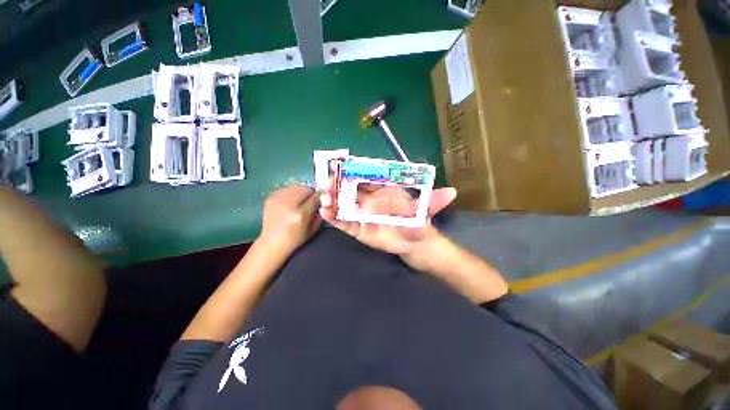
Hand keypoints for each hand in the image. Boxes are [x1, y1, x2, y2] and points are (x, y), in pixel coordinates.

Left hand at [258, 185, 321, 256]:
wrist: (271, 243)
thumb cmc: (295, 239)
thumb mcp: (313, 229)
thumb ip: (320, 213)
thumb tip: (323, 200)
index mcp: (300, 215)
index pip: (315, 197)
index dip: (321, 196)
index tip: (323, 199)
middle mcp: (287, 205)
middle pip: (305, 188)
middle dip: (311, 193)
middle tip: (311, 200)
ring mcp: (277, 200)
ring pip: (296, 186)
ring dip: (301, 192)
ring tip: (301, 201)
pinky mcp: (270, 198)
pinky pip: (286, 189)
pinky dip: (291, 193)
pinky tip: (291, 202)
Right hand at [319, 184, 456, 270]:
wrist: (415, 243)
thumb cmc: (417, 222)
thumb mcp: (425, 209)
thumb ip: (433, 200)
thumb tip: (452, 192)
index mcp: (383, 190)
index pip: (366, 177)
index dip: (355, 171)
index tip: (343, 165)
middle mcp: (370, 200)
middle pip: (350, 189)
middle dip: (338, 184)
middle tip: (328, 181)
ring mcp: (363, 214)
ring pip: (344, 205)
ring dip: (333, 200)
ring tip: (324, 197)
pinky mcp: (359, 229)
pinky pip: (345, 222)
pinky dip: (335, 217)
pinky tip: (326, 213)